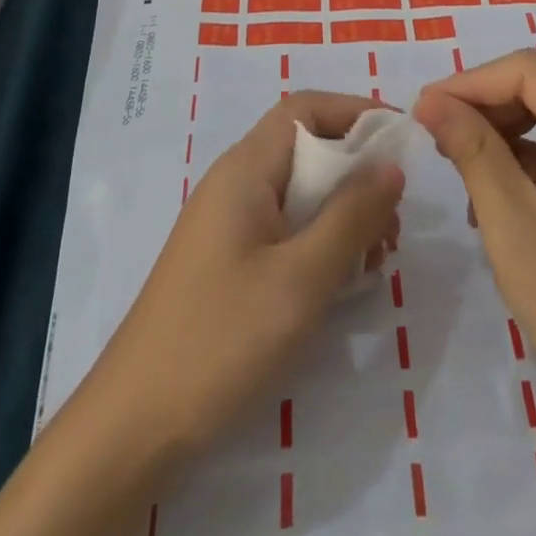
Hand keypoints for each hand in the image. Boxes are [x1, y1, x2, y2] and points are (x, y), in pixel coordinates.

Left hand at [85, 91, 405, 457]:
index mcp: (246, 170)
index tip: (402, 139)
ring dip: (344, 213)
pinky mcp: (228, 262)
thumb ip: (351, 215)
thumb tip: (390, 165)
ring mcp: (228, 225)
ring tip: (376, 259)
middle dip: (358, 173)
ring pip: (300, 193)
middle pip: (306, 149)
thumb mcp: (301, 278)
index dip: (355, 110)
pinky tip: (343, 282)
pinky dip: (321, 241)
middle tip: (394, 222)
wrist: (134, 426)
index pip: (304, 108)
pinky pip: (285, 229)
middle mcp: (235, 184)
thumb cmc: (221, 339)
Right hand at [413, 50, 535, 420]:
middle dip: (485, 104)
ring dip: (501, 129)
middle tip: (436, 132)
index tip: (425, 107)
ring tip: (457, 160)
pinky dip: (525, 155)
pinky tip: (492, 190)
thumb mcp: (511, 223)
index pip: (532, 72)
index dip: (472, 81)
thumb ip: (471, 149)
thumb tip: (429, 99)